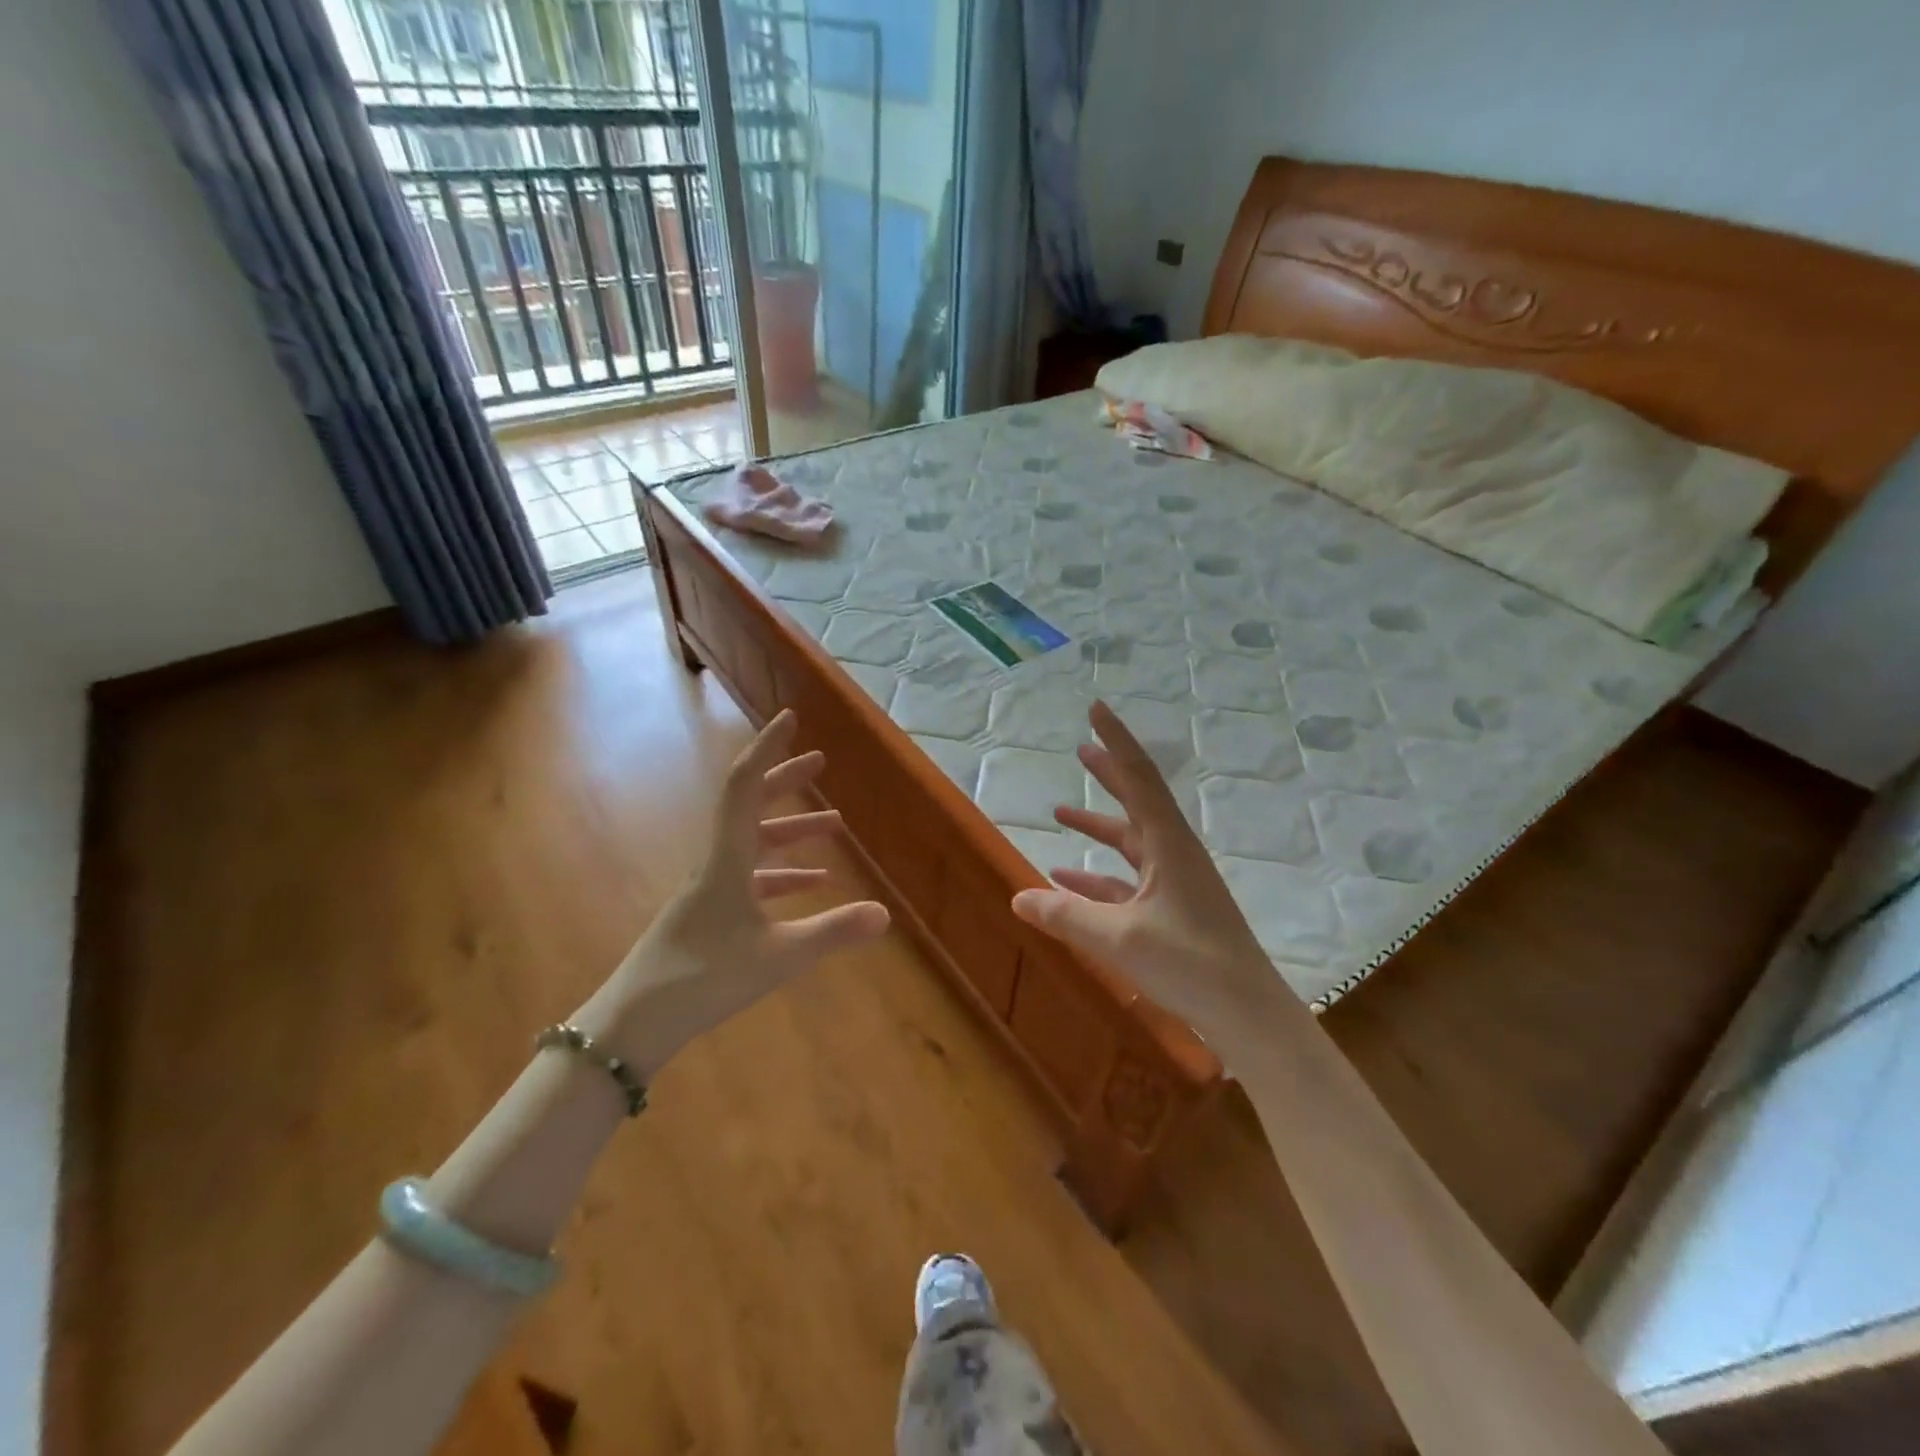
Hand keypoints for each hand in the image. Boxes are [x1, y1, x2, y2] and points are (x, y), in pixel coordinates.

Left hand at [582, 711, 889, 1075]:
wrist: (634, 1023)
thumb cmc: (703, 979)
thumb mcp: (778, 956)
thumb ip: (832, 932)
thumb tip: (885, 912)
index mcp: (726, 858)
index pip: (745, 786)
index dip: (768, 749)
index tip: (790, 720)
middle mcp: (715, 862)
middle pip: (751, 806)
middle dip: (786, 781)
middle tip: (820, 762)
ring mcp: (710, 889)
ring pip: (754, 844)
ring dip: (791, 830)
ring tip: (834, 826)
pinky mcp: (709, 914)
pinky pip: (751, 879)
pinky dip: (782, 873)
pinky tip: (813, 885)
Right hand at [1010, 701, 1299, 1061]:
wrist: (1247, 1013)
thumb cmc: (1190, 965)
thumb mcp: (1119, 938)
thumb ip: (1066, 915)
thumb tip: (1017, 896)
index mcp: (1168, 844)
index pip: (1139, 776)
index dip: (1116, 740)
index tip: (1096, 709)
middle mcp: (1173, 853)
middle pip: (1137, 800)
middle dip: (1109, 773)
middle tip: (1081, 749)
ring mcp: (1175, 882)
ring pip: (1129, 841)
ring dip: (1098, 825)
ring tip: (1060, 812)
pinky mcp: (1171, 910)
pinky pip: (1127, 881)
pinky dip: (1097, 876)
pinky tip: (1066, 881)